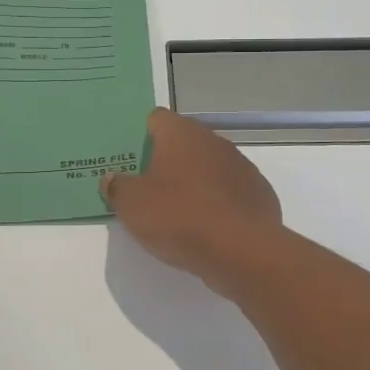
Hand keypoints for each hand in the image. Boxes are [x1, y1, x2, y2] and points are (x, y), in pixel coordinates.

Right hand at [101, 108, 283, 293]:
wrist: (242, 250)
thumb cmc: (180, 217)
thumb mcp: (133, 206)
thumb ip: (118, 187)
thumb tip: (111, 178)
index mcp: (180, 134)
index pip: (156, 119)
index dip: (142, 135)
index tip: (131, 159)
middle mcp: (212, 140)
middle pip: (184, 142)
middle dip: (167, 160)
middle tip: (148, 187)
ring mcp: (240, 165)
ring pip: (209, 166)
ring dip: (194, 181)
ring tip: (178, 210)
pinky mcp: (258, 191)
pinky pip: (230, 190)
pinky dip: (218, 202)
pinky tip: (208, 226)